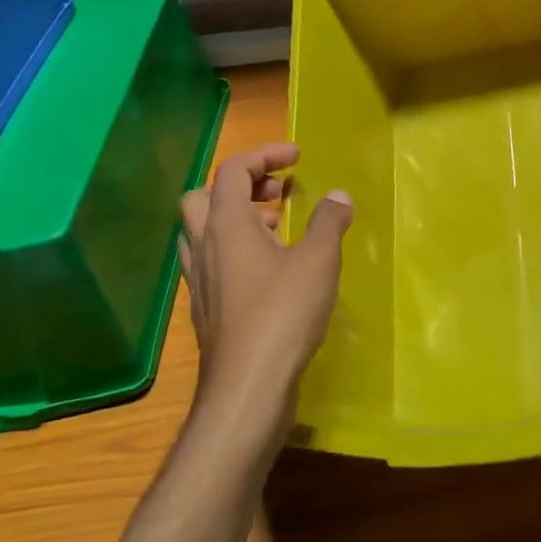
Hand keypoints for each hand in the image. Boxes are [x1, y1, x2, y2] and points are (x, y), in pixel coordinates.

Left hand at [178, 143, 352, 437]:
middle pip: (204, 196)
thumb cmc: (282, 314)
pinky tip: (270, 270)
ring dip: (237, 219)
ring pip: (204, 231)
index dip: (265, 155)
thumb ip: (329, 222)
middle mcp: (205, 246)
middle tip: (278, 195)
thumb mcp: (317, 261)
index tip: (297, 157)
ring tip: (278, 228)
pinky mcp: (207, 308)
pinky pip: (214, 262)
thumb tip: (339, 195)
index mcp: (226, 224)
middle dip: (242, 186)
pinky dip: (236, 251)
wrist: (248, 386)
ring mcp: (201, 280)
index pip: (233, 170)